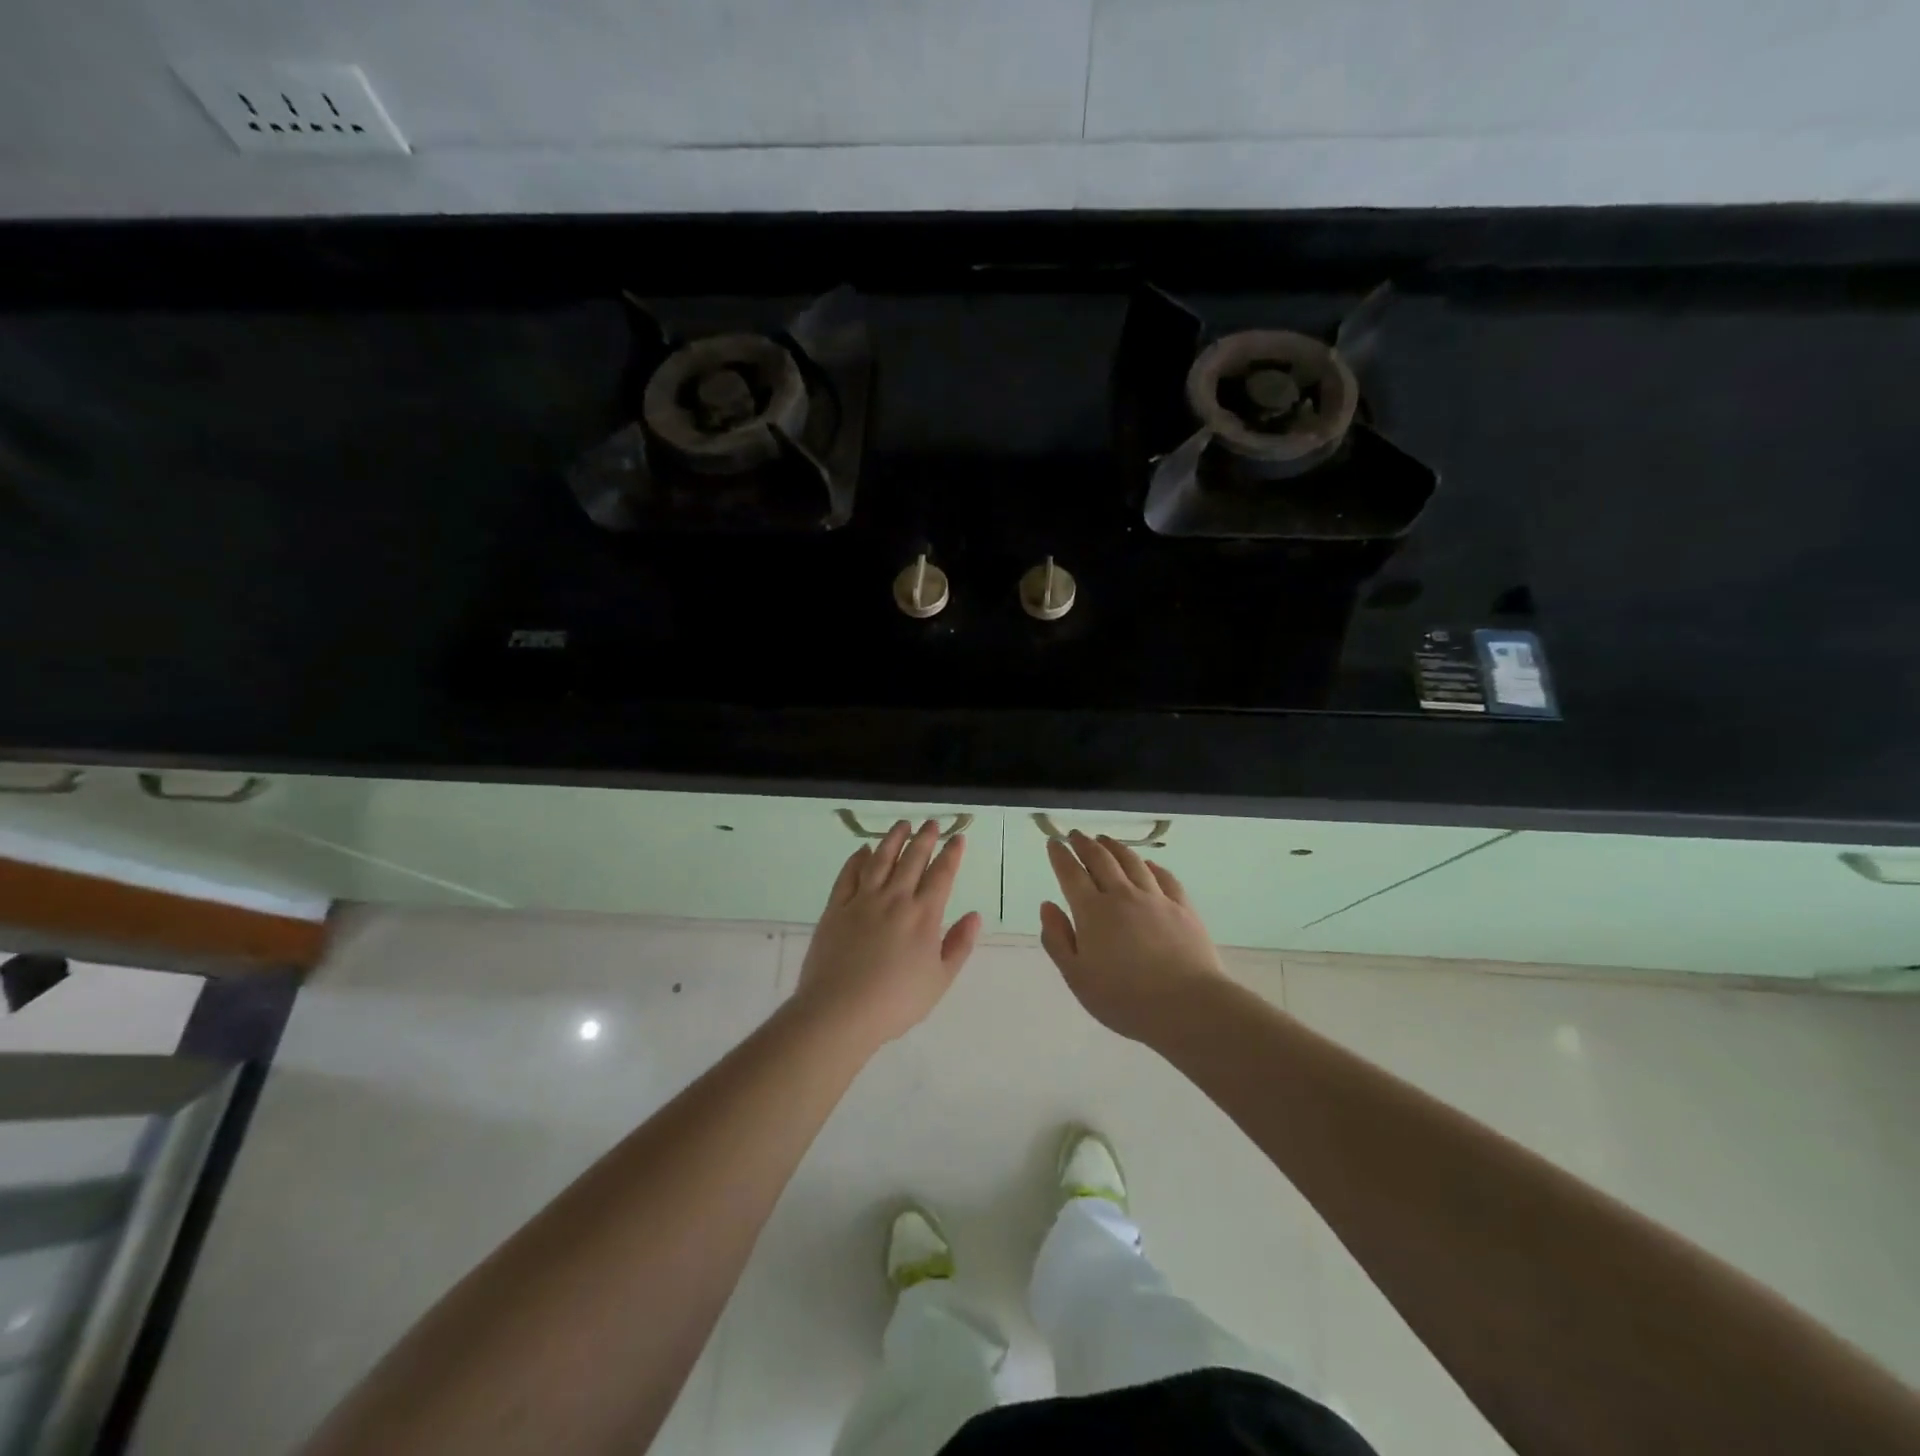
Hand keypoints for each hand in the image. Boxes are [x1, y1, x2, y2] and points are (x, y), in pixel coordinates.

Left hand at [795, 819, 982, 1049]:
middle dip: (925, 838)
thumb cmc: (896, 1002)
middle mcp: (894, 899)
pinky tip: (862, 850)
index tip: (957, 837)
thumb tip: (974, 915)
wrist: (840, 1011)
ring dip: (893, 839)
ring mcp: (862, 901)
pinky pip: (848, 875)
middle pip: (912, 860)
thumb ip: (958, 945)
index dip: (951, 854)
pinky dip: (856, 859)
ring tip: (902, 824)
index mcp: (923, 916)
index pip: (941, 875)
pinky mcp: (836, 908)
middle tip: (931, 823)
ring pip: (880, 859)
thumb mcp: (939, 980)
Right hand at [1040, 831, 1226, 1042]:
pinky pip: (1164, 877)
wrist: (1188, 1006)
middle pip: (1101, 860)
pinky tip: (1148, 864)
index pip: (1071, 874)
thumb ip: (1058, 939)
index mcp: (1092, 912)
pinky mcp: (1183, 907)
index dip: (1060, 856)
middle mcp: (1122, 895)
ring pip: (1133, 862)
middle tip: (1076, 835)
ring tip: (1106, 840)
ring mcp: (1156, 898)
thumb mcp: (1077, 977)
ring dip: (1115, 847)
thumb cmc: (1124, 999)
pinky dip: (1151, 866)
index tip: (1054, 843)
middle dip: (1085, 844)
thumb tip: (1047, 906)